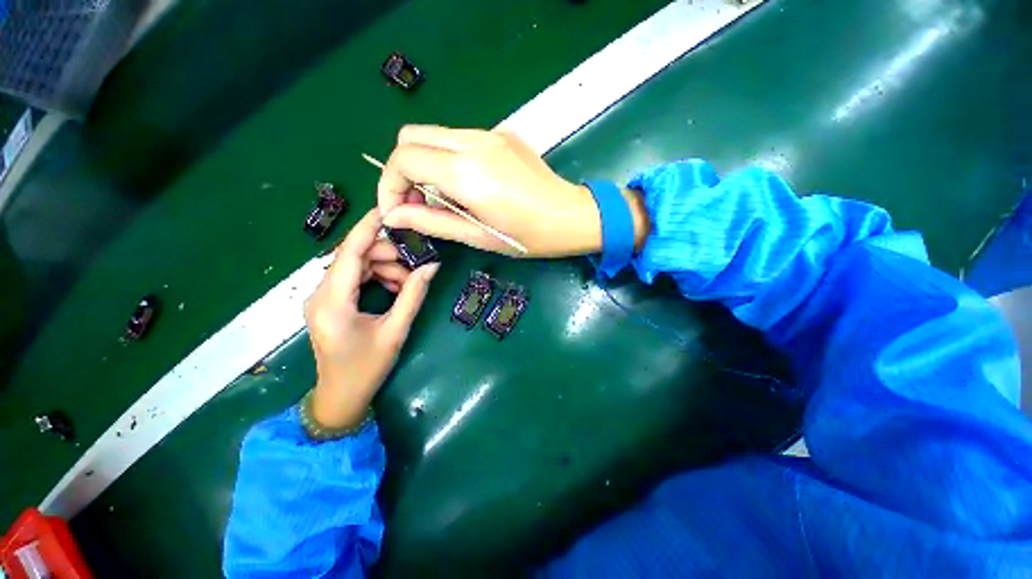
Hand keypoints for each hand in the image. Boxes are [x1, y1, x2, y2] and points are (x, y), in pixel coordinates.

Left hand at [305, 209, 439, 428]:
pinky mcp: (329, 302)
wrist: (340, 397)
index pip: (348, 253)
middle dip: (386, 255)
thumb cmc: (367, 368)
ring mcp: (322, 298)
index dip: (368, 228)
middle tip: (415, 265)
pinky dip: (376, 277)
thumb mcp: (395, 331)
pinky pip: (354, 278)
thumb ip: (413, 295)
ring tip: (408, 282)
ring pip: (355, 266)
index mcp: (332, 302)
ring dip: (384, 267)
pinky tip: (395, 287)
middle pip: (353, 257)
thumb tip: (432, 266)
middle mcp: (320, 294)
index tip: (388, 210)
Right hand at [377, 126, 645, 256]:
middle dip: (403, 170)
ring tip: (444, 200)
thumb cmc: (528, 237)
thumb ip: (431, 222)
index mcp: (467, 172)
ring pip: (435, 135)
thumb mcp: (477, 236)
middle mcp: (474, 142)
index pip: (404, 158)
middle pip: (411, 136)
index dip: (389, 184)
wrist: (572, 217)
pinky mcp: (502, 134)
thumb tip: (392, 216)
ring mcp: (490, 133)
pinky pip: (459, 139)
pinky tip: (467, 187)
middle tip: (417, 203)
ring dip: (426, 164)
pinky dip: (448, 159)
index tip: (397, 209)